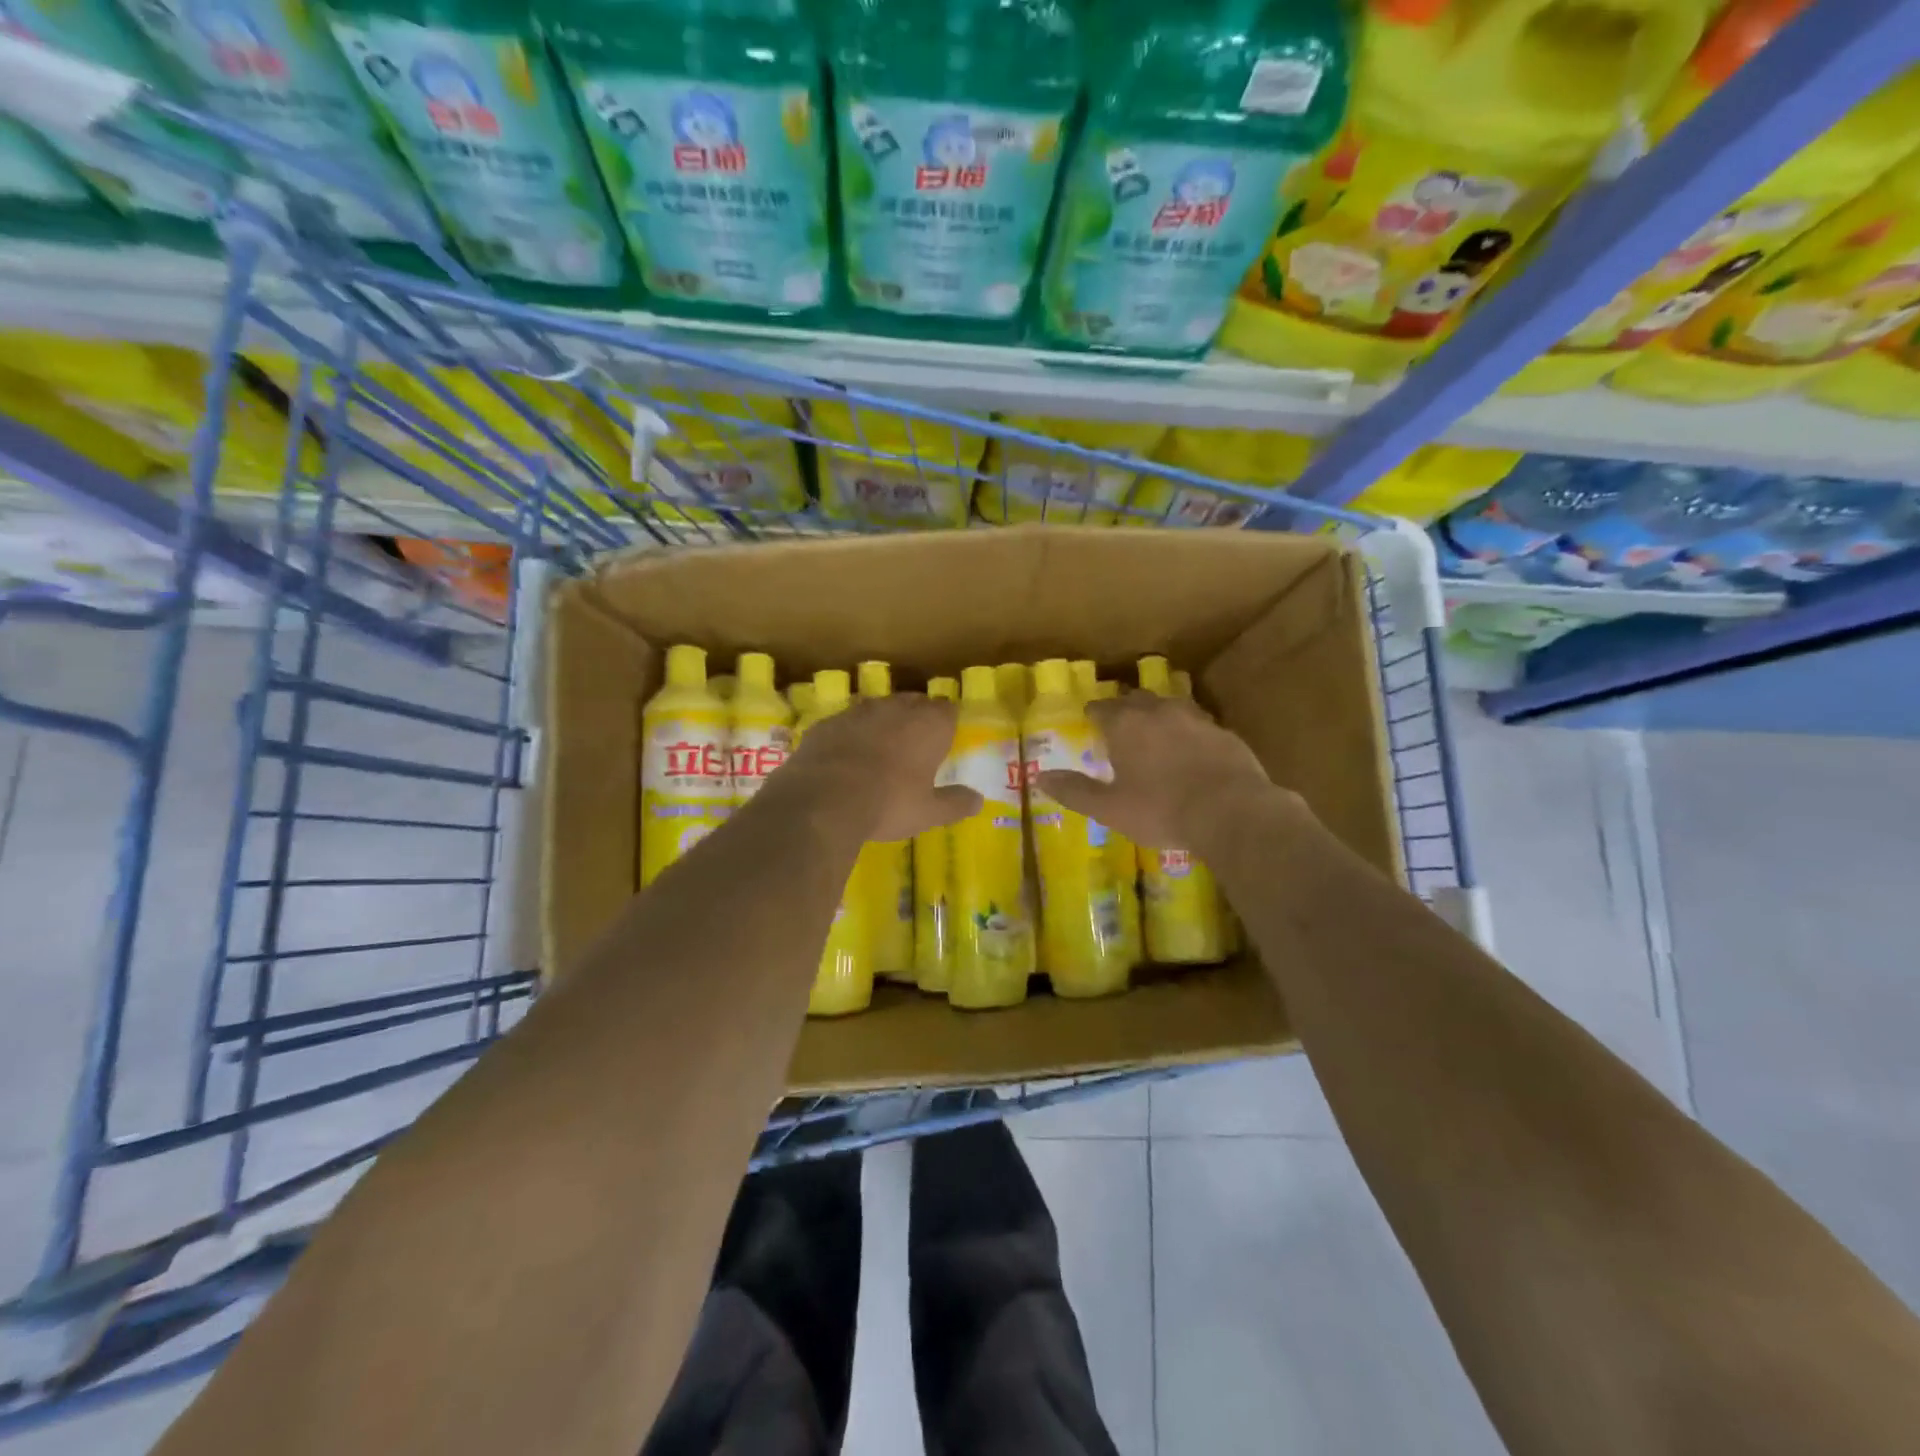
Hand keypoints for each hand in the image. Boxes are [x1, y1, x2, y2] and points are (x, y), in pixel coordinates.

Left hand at [782, 694, 980, 841]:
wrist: (823, 801)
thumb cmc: (888, 804)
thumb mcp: (928, 812)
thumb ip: (955, 803)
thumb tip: (978, 800)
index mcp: (928, 724)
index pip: (948, 709)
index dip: (947, 723)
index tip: (945, 741)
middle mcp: (895, 708)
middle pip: (914, 703)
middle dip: (917, 719)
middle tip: (915, 747)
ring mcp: (858, 711)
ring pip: (878, 709)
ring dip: (883, 724)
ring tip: (881, 751)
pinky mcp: (827, 723)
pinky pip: (846, 723)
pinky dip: (851, 735)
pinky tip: (846, 758)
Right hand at [1034, 690, 1291, 850]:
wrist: (1230, 812)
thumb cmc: (1160, 810)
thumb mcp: (1109, 808)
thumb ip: (1074, 790)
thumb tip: (1039, 777)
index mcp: (1125, 724)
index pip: (1101, 708)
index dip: (1093, 714)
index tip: (1090, 720)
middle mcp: (1158, 711)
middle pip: (1136, 699)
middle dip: (1125, 709)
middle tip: (1120, 727)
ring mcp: (1195, 718)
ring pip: (1170, 706)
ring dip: (1158, 715)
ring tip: (1156, 733)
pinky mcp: (1223, 732)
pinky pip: (1198, 724)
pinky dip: (1188, 732)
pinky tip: (1191, 750)